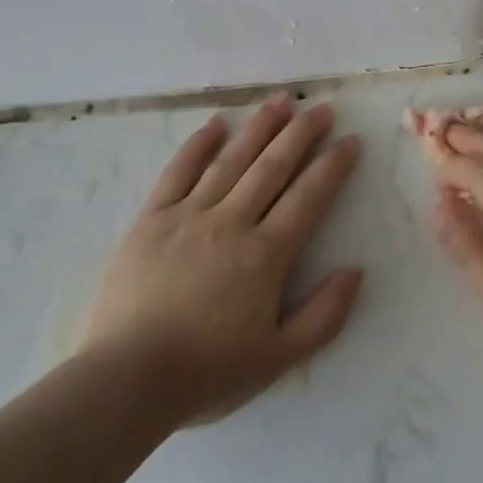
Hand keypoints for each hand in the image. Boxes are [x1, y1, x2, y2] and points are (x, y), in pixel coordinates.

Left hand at [82, 95, 363, 427]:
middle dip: (302, 133)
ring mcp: (189, 214)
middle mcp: (232, 221)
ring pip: (232, 159)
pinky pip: (178, 171)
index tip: (350, 140)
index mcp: (266, 254)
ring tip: (281, 100)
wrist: (126, 382)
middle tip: (321, 108)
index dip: (333, 165)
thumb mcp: (280, 359)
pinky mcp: (152, 218)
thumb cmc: (207, 372)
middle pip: (273, 166)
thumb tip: (355, 271)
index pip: (309, 196)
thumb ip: (324, 315)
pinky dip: (198, 144)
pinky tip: (216, 123)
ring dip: (259, 126)